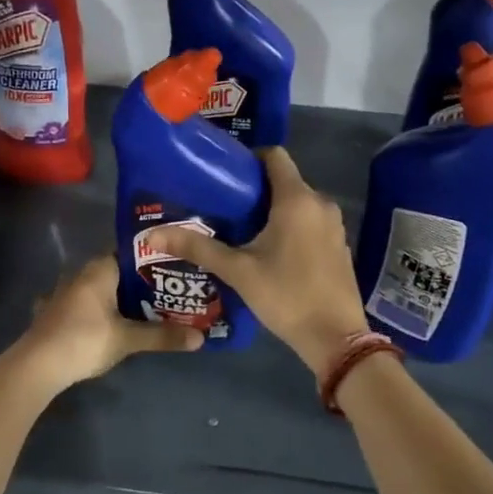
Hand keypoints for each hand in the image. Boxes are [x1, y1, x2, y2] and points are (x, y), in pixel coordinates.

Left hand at [3, 254, 203, 391]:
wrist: (36, 366)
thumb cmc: (85, 340)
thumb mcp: (128, 339)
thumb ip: (162, 336)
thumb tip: (201, 338)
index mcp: (99, 269)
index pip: (130, 251)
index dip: (152, 257)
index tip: (174, 265)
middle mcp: (80, 273)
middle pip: (115, 269)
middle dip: (137, 280)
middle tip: (166, 289)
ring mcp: (62, 292)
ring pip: (96, 287)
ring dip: (114, 295)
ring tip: (142, 306)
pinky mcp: (51, 312)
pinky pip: (79, 303)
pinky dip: (93, 309)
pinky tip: (103, 321)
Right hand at [154, 148, 368, 380]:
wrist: (336, 338)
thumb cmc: (286, 295)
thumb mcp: (237, 271)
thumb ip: (197, 248)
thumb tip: (152, 235)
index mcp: (297, 199)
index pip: (275, 155)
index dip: (250, 158)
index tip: (225, 174)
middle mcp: (320, 203)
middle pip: (286, 180)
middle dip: (256, 189)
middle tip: (224, 206)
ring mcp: (334, 225)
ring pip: (299, 203)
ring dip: (273, 210)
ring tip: (242, 228)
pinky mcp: (340, 245)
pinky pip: (312, 222)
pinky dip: (292, 226)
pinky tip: (271, 251)